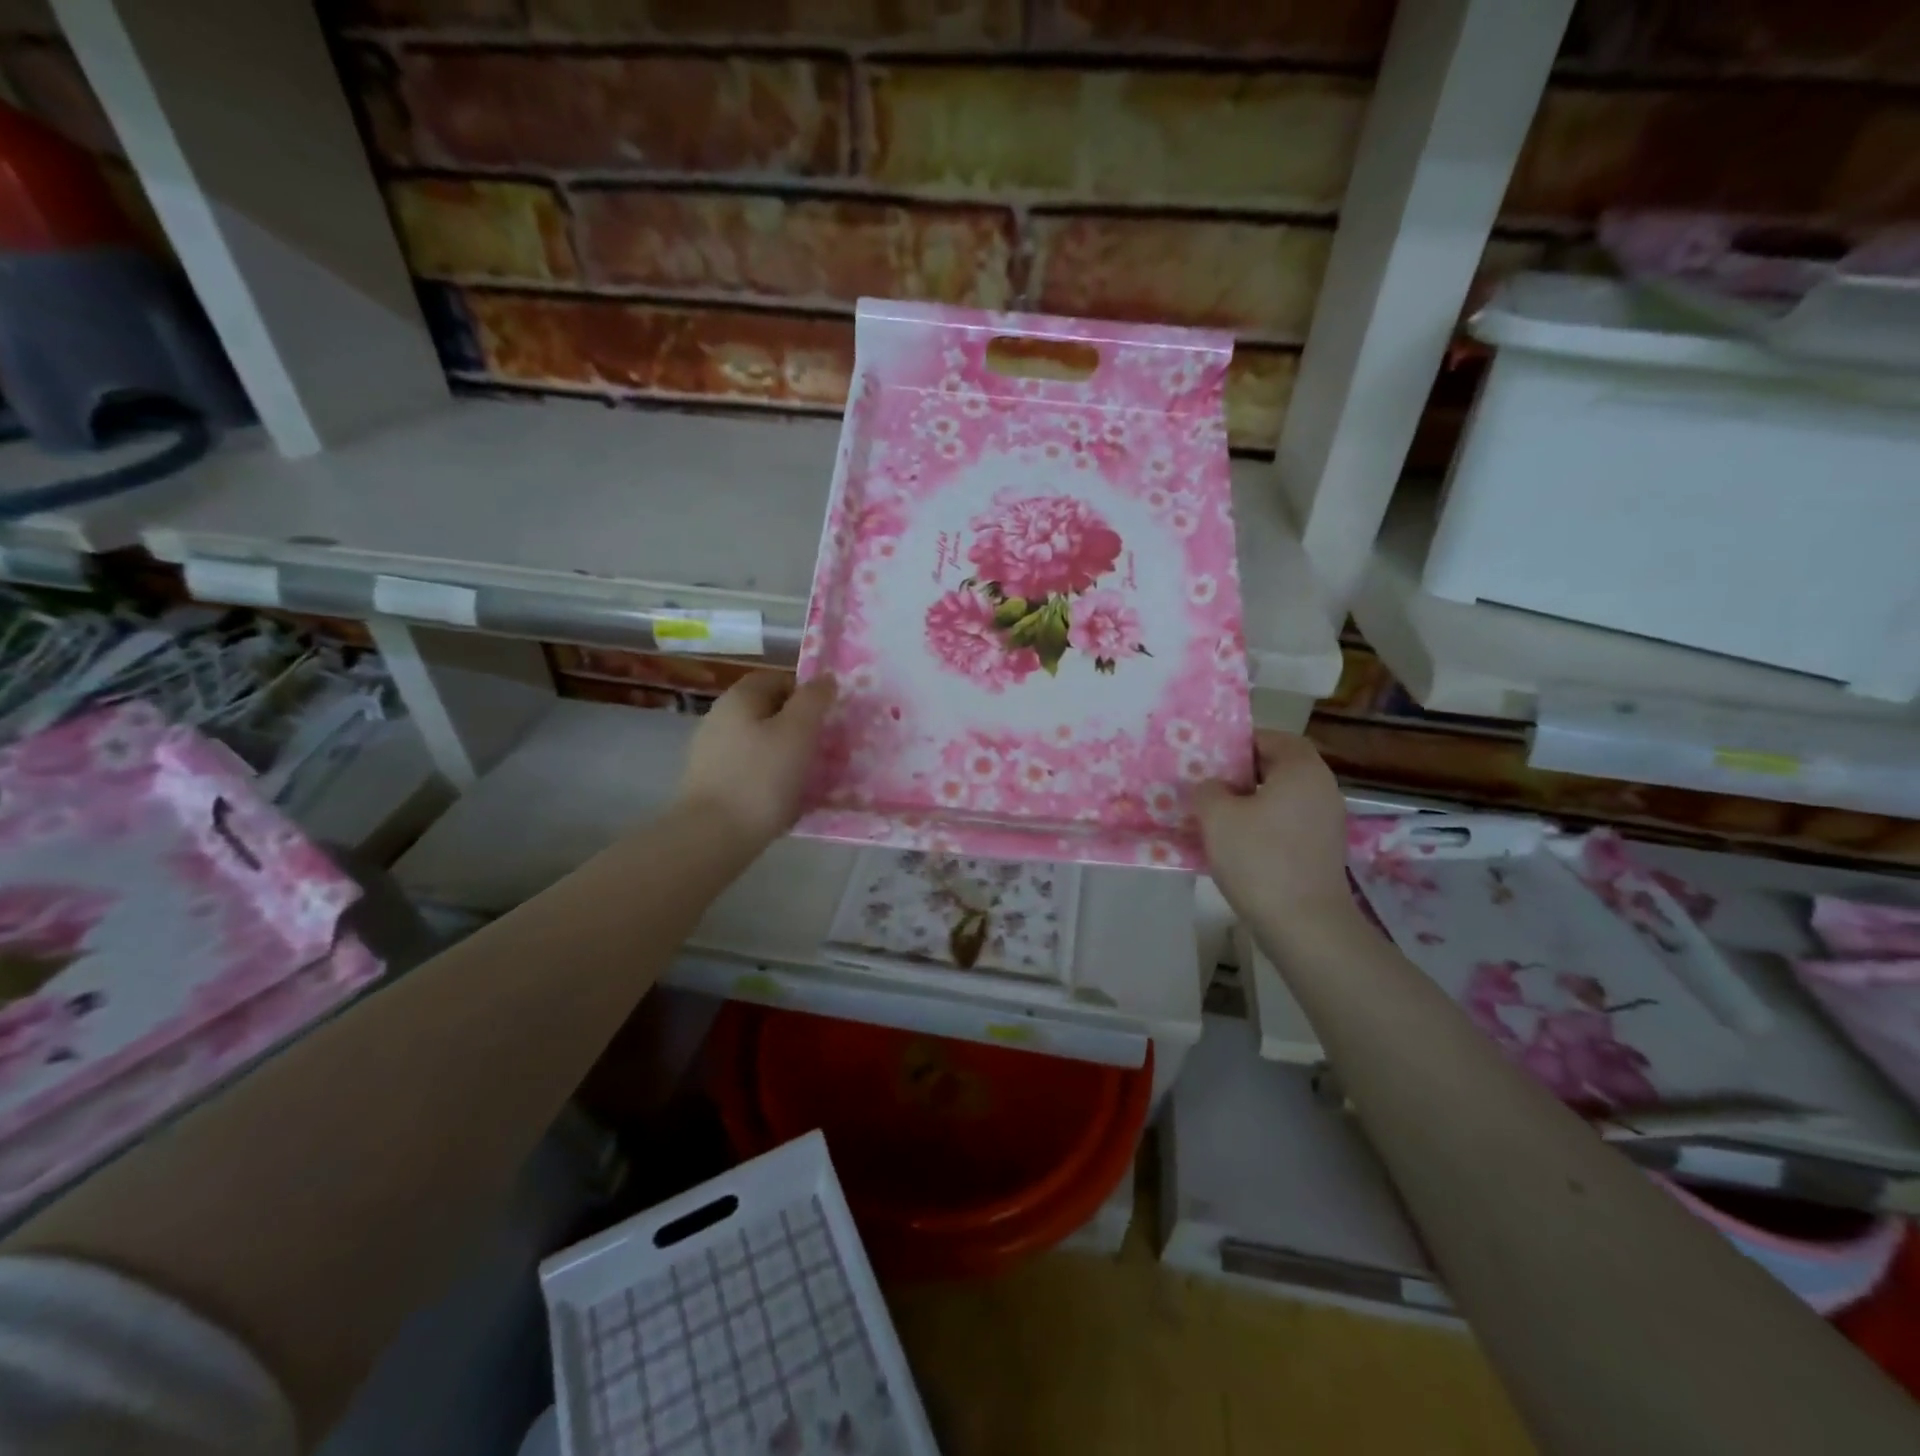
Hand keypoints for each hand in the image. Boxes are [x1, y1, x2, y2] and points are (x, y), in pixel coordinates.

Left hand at [678, 671, 836, 846]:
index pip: (779, 679)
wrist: (713, 836)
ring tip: (809, 777)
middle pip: (769, 711)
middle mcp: (720, 717)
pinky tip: (784, 798)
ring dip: (786, 754)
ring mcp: (711, 751)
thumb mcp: (798, 732)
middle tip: (824, 748)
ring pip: (761, 742)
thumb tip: (824, 679)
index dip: (806, 694)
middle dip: (798, 727)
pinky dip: (769, 778)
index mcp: (740, 697)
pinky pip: (750, 769)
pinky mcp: (711, 783)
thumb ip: (814, 700)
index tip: (827, 719)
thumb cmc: (761, 777)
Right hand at [1194, 731, 1353, 923]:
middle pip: (1278, 768)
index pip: (1273, 738)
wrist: (1304, 925)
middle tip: (1207, 786)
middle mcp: (1322, 789)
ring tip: (1216, 817)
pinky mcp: (1323, 851)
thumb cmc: (1259, 859)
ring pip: (1282, 799)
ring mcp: (1327, 822)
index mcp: (1302, 769)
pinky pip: (1288, 825)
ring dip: (1251, 803)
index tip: (1211, 758)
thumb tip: (1212, 787)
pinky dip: (1264, 827)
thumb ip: (1208, 789)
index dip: (1241, 743)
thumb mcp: (1217, 816)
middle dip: (1241, 775)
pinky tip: (1237, 846)